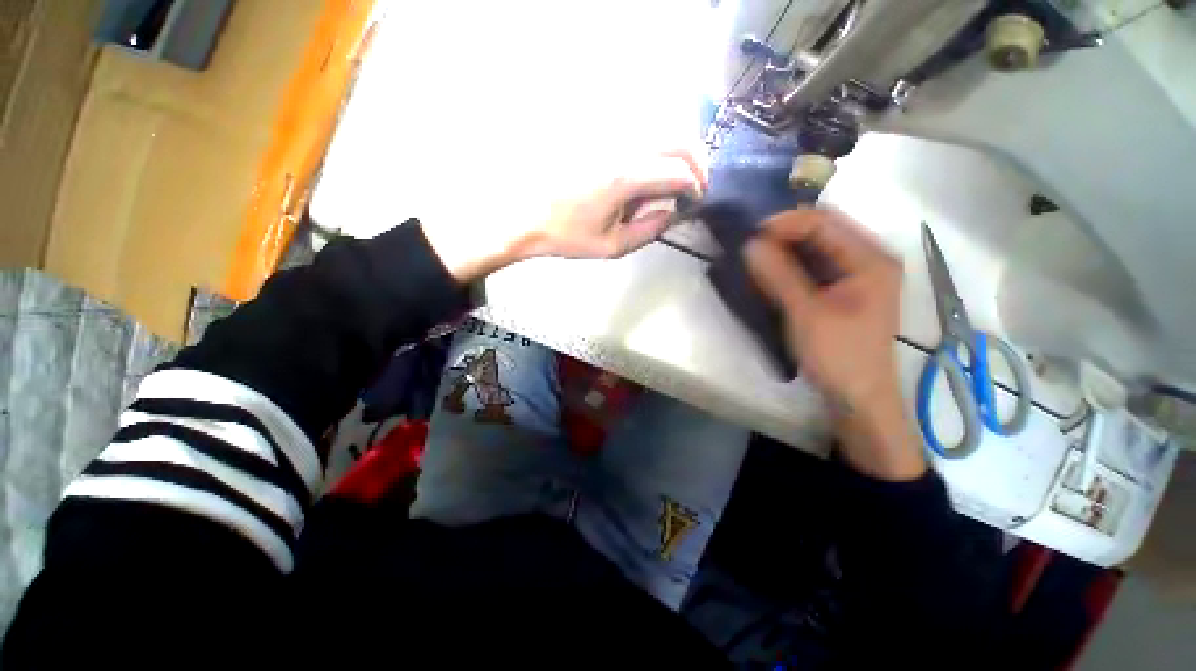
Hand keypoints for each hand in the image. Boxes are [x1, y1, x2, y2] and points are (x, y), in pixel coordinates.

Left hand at [423, 150, 705, 282]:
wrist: (526, 215)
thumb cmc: (568, 236)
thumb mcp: (612, 246)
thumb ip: (650, 230)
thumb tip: (673, 211)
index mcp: (625, 178)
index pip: (678, 171)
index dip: (695, 186)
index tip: (695, 200)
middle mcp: (621, 146)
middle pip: (677, 138)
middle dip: (696, 161)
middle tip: (695, 184)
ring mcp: (608, 134)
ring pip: (660, 127)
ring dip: (677, 151)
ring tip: (673, 178)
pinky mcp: (598, 133)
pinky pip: (638, 129)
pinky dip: (655, 145)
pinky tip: (649, 167)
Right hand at [745, 208, 924, 479]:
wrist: (857, 398)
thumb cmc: (838, 356)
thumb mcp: (806, 314)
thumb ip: (779, 276)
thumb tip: (750, 244)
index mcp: (871, 259)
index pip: (824, 222)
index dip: (785, 223)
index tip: (749, 235)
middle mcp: (868, 259)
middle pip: (821, 231)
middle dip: (783, 234)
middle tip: (748, 245)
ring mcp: (856, 276)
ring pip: (815, 249)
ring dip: (783, 250)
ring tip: (753, 258)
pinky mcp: (842, 291)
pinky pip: (813, 267)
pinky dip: (789, 266)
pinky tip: (769, 273)